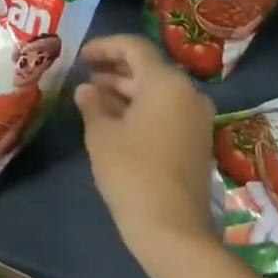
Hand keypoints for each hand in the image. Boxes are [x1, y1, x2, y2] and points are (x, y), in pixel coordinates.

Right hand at [74, 34, 217, 257]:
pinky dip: (141, 108)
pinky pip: (167, 110)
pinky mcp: (197, 140)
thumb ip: (92, 104)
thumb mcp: (102, 134)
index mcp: (166, 82)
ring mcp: (197, 118)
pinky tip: (115, 120)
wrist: (173, 231)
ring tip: (93, 97)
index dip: (104, 46)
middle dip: (114, 69)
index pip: (133, 47)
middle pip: (147, 67)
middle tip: (84, 76)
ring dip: (126, 90)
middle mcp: (187, 92)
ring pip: (157, 90)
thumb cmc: (132, 172)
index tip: (80, 56)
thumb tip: (86, 89)